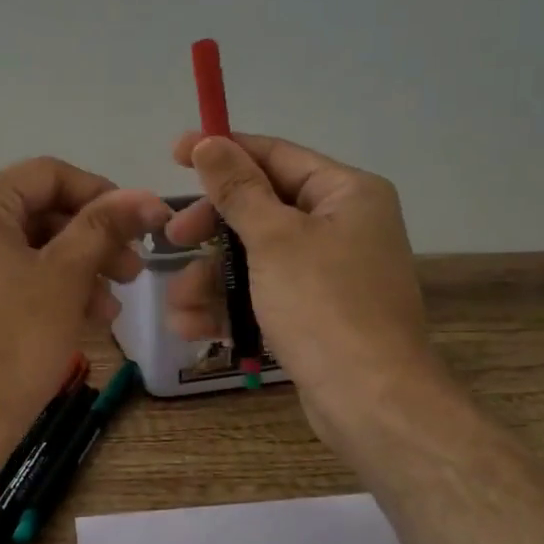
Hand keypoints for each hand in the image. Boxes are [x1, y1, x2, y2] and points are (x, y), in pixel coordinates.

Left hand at [0, 157, 169, 483]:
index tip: (142, 228)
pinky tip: (70, 321)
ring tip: (106, 311)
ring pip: (16, 251)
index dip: (103, 195)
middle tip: (131, 274)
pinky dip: (35, 291)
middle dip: (89, 242)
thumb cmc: (11, 343)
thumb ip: (106, 228)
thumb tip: (148, 199)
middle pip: (33, 214)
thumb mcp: (66, 278)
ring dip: (69, 272)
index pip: (49, 175)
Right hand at [164, 132, 440, 450]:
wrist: (371, 402)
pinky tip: (193, 327)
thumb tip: (208, 141)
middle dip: (211, 230)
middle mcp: (342, 225)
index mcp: (346, 193)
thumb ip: (237, 189)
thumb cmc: (324, 306)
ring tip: (179, 306)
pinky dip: (230, 307)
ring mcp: (329, 272)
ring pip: (255, 258)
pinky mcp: (315, 313)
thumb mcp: (274, 239)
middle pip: (260, 208)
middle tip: (172, 240)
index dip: (223, 152)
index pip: (276, 155)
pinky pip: (264, 295)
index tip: (174, 154)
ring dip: (211, 279)